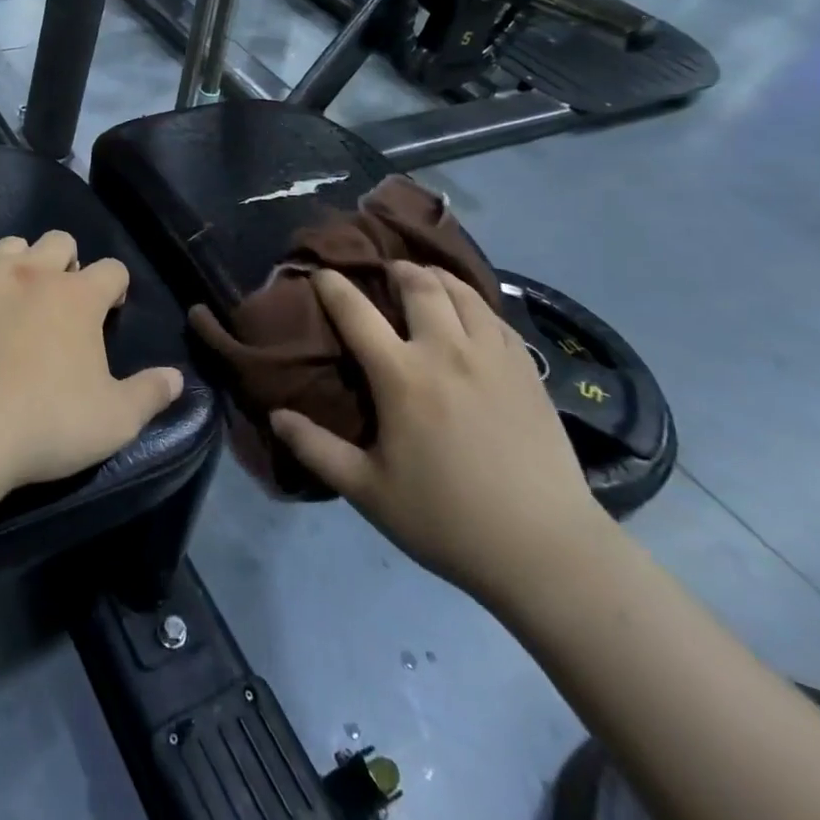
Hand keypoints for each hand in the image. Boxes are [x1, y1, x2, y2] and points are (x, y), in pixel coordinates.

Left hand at [0, 231, 182, 490]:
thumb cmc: (47, 421)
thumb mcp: (114, 420)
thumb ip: (149, 394)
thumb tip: (176, 378)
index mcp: (79, 297)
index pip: (112, 270)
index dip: (116, 286)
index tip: (112, 307)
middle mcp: (34, 273)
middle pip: (58, 241)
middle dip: (65, 260)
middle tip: (61, 297)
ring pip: (7, 245)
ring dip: (16, 260)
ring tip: (12, 288)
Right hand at [268, 262, 603, 605]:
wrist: (544, 549)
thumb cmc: (446, 520)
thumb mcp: (367, 491)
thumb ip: (316, 448)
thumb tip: (275, 415)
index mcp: (402, 376)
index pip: (356, 312)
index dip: (333, 286)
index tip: (320, 273)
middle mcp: (446, 351)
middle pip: (419, 285)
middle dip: (395, 269)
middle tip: (383, 272)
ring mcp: (493, 356)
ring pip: (463, 292)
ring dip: (438, 278)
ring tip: (426, 280)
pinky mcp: (528, 370)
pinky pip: (497, 317)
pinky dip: (475, 304)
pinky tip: (471, 317)